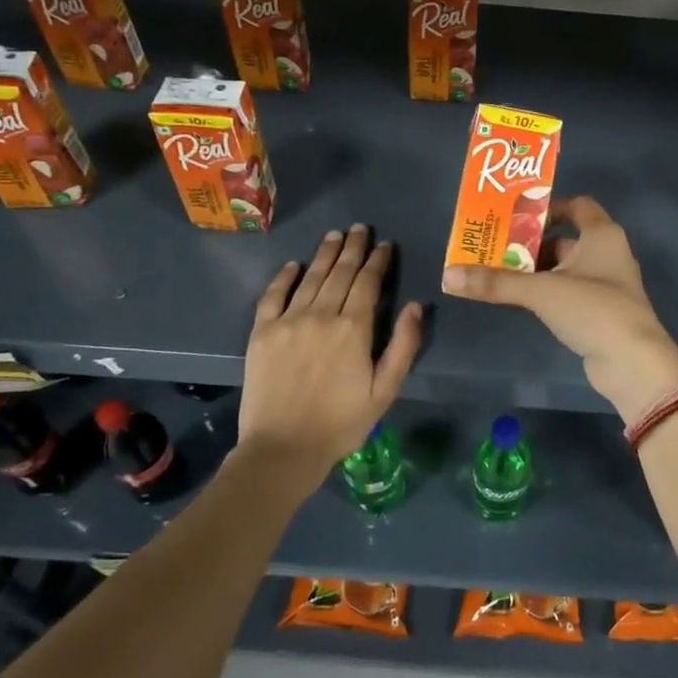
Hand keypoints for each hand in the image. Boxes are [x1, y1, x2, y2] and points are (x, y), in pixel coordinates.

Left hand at [237, 225, 423, 477]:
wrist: (283, 448)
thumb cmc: (341, 422)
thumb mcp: (385, 390)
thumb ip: (403, 346)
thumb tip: (416, 306)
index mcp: (353, 328)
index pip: (368, 282)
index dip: (378, 260)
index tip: (385, 244)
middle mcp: (321, 314)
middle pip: (340, 272)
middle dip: (353, 248)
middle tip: (359, 229)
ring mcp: (288, 321)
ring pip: (310, 277)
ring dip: (324, 254)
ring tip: (334, 236)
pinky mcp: (262, 332)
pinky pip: (273, 295)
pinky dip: (284, 277)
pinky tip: (293, 265)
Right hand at [441, 196, 677, 423]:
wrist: (632, 362)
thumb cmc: (593, 309)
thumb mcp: (541, 291)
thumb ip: (496, 283)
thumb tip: (448, 276)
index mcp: (602, 235)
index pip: (578, 206)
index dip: (548, 208)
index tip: (516, 219)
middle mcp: (607, 253)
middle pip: (564, 239)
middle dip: (530, 244)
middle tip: (494, 249)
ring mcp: (605, 285)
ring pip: (564, 269)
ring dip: (535, 271)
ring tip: (498, 275)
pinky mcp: (600, 312)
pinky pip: (567, 292)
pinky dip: (545, 292)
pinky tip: (519, 301)